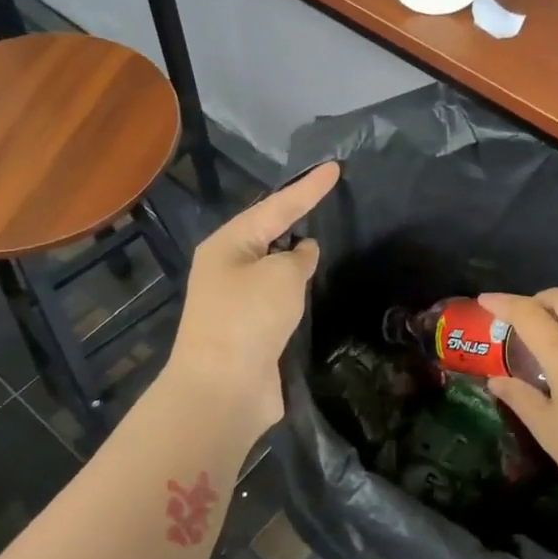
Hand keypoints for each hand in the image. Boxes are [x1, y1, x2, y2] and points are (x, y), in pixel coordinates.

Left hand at [162, 162, 339, 443]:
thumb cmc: (249, 319)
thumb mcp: (281, 275)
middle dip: (296, 215)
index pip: (276, 206)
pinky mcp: (251, 330)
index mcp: (228, 245)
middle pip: (269, 232)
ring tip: (324, 236)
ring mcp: (237, 301)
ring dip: (296, 255)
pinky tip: (314, 284)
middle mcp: (228, 268)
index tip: (335, 168)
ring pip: (274, 267)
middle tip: (326, 196)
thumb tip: (302, 253)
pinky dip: (296, 288)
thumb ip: (298, 257)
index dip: (308, 188)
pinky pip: (278, 297)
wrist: (223, 390)